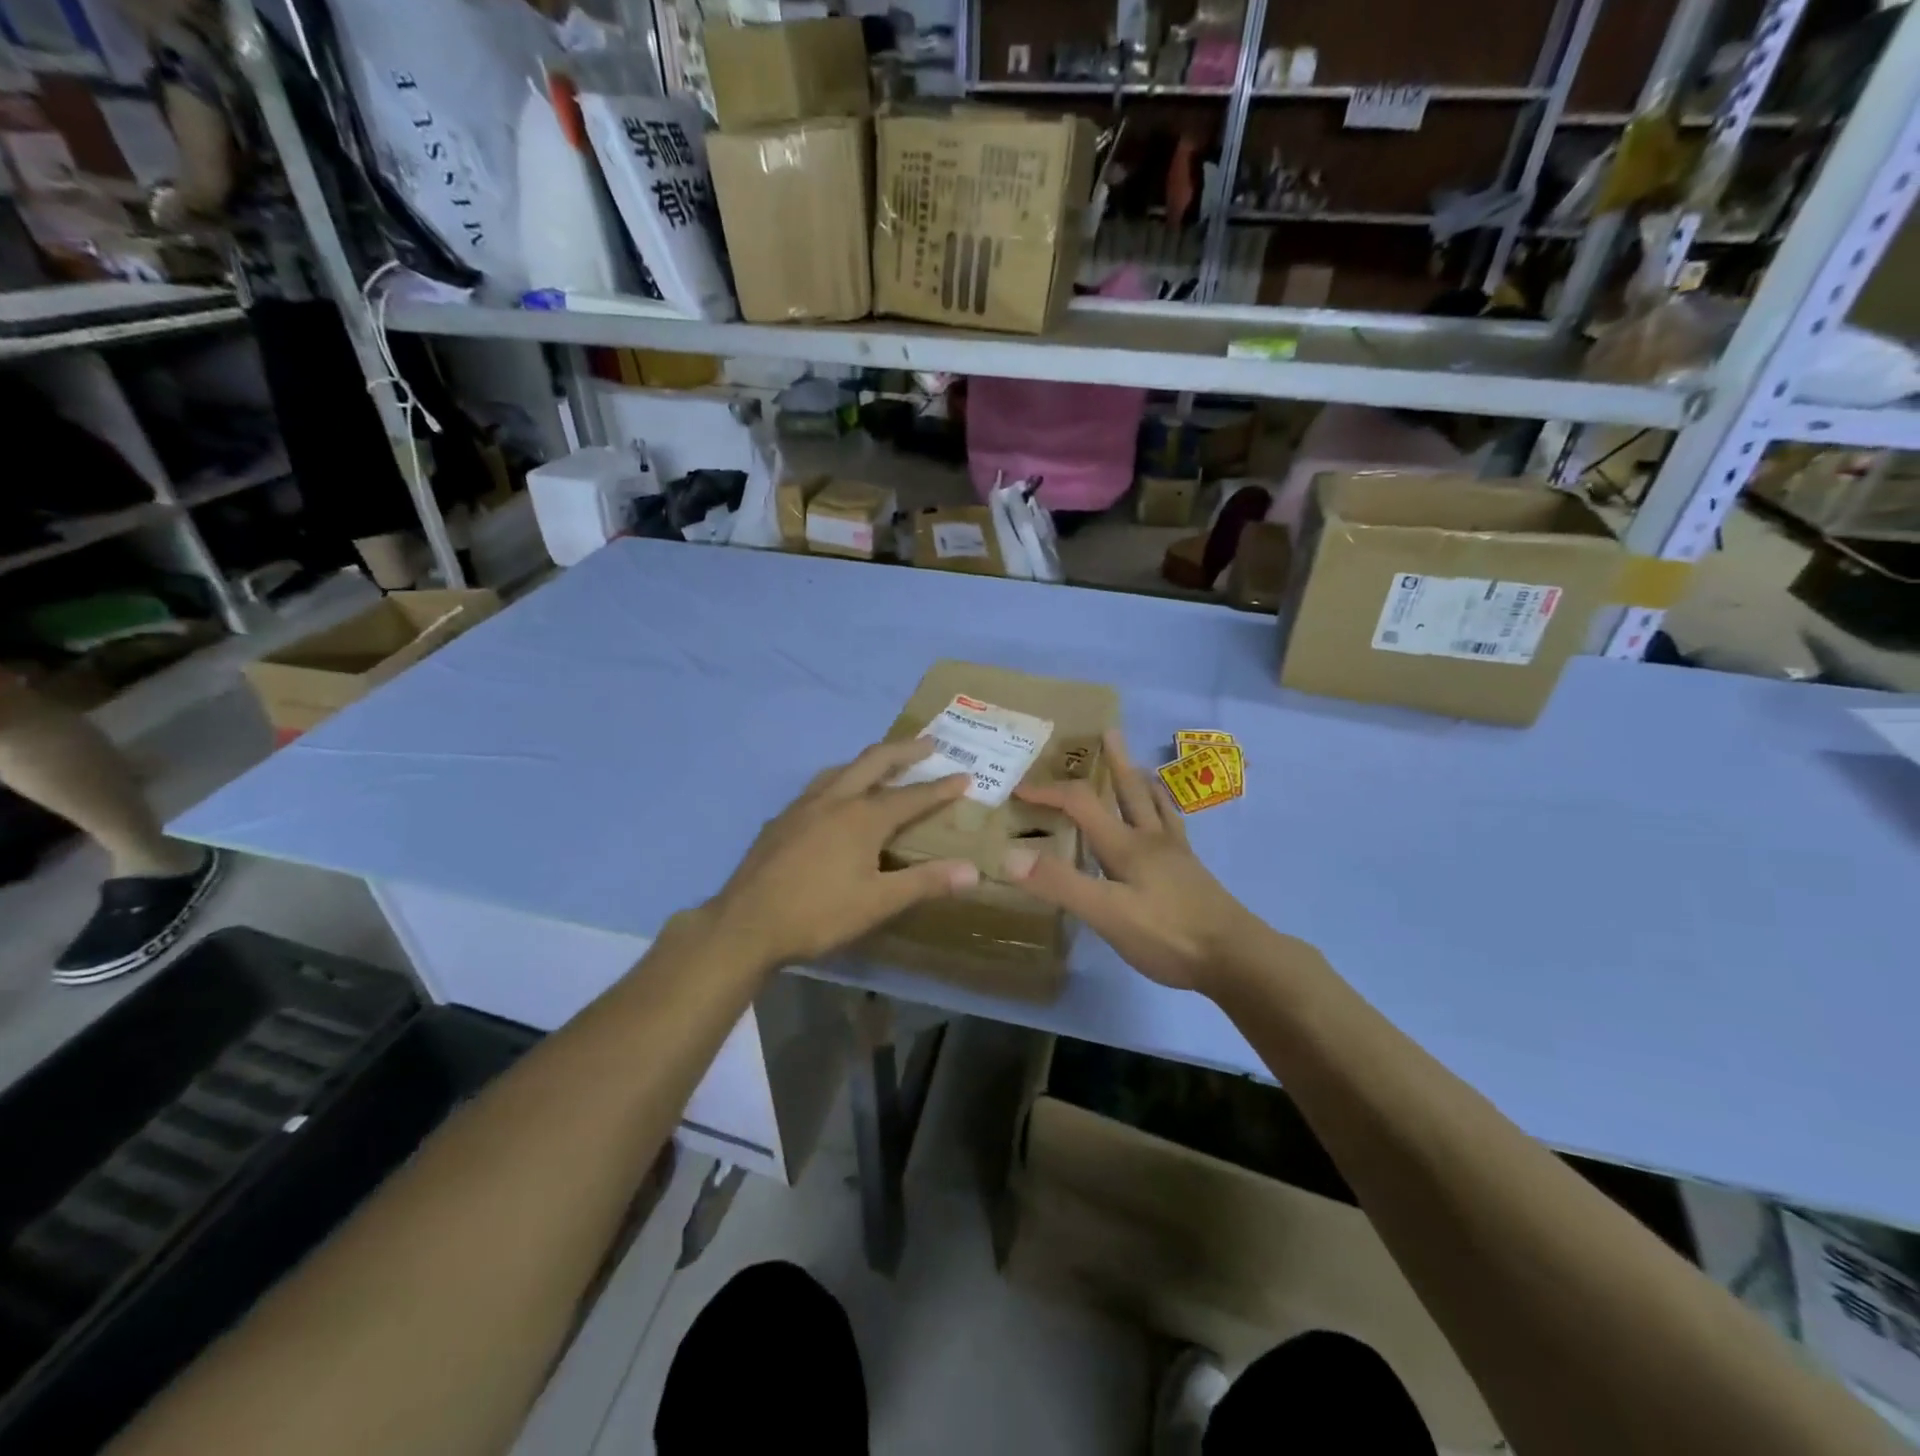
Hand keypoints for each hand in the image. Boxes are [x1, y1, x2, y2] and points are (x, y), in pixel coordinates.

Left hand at [711, 740, 980, 967]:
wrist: (746, 924)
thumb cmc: (818, 914)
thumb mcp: (878, 903)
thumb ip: (925, 882)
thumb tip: (973, 870)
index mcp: (862, 817)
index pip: (912, 796)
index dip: (941, 787)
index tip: (965, 776)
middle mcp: (834, 800)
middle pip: (874, 762)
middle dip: (905, 750)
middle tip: (929, 743)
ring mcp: (803, 806)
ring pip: (841, 769)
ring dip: (868, 761)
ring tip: (883, 764)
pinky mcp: (781, 819)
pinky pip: (818, 787)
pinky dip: (840, 780)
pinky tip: (834, 800)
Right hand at [1003, 730, 1261, 993]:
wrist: (1236, 958)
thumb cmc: (1168, 934)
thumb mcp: (1106, 913)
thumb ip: (1061, 884)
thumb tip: (1010, 855)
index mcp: (1126, 844)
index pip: (1081, 804)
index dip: (1049, 793)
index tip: (1019, 788)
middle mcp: (1152, 840)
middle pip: (1130, 791)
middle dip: (1114, 762)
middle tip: (1110, 732)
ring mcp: (1176, 855)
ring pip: (1157, 806)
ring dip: (1143, 782)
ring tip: (1141, 767)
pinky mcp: (1192, 873)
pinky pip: (1174, 828)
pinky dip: (1165, 812)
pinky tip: (1168, 824)